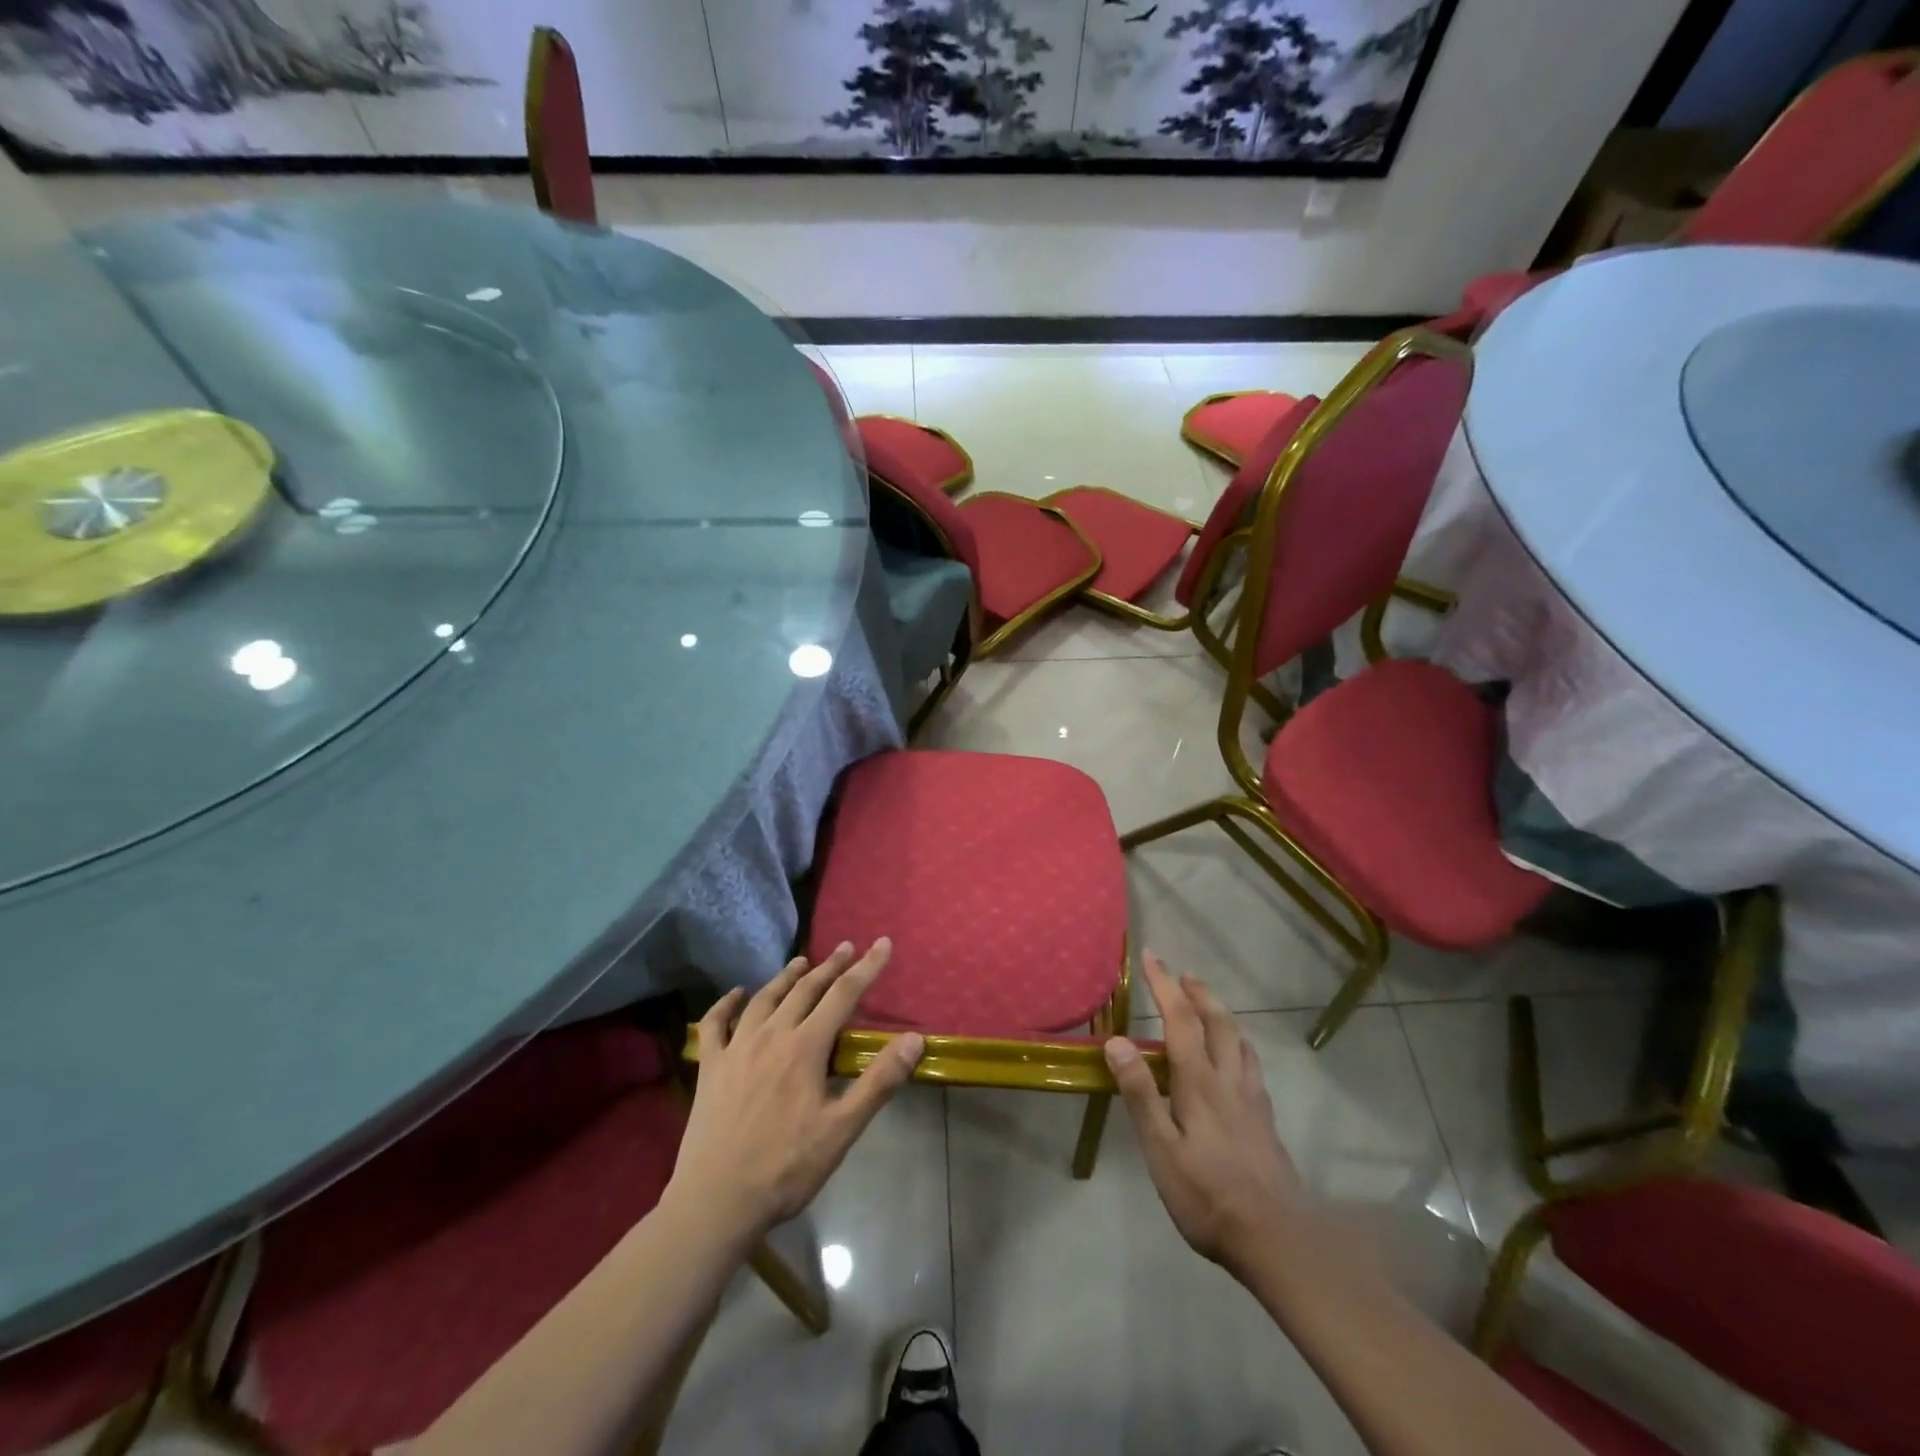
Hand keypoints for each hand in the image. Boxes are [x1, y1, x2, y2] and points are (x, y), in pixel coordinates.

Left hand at [667, 941, 923, 1243]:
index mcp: (805, 1048)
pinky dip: (726, 1003)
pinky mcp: (710, 1068)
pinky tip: (736, 994)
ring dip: (786, 977)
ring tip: (802, 962)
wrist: (716, 1202)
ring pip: (764, 999)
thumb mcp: (842, 1130)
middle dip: (830, 966)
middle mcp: (771, 1036)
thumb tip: (914, 1038)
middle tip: (846, 948)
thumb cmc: (786, 1168)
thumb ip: (879, 1081)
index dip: (866, 967)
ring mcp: (736, 1049)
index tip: (882, 943)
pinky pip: (715, 1024)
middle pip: (805, 990)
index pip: (843, 995)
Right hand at [1104, 954, 1304, 1280]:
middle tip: (1182, 974)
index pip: (1181, 1019)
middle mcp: (1229, 1079)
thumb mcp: (1161, 1149)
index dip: (1165, 985)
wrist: (1277, 1238)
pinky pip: (1252, 1063)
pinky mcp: (1266, 1119)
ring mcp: (1252, 1098)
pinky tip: (1237, 1056)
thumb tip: (1117, 1041)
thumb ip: (1140, 1094)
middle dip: (1198, 992)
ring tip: (1208, 1003)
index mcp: (1199, 1082)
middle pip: (1217, 1021)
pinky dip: (1239, 1042)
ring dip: (1221, 1012)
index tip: (1151, 957)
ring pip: (1239, 1039)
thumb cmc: (1208, 1195)